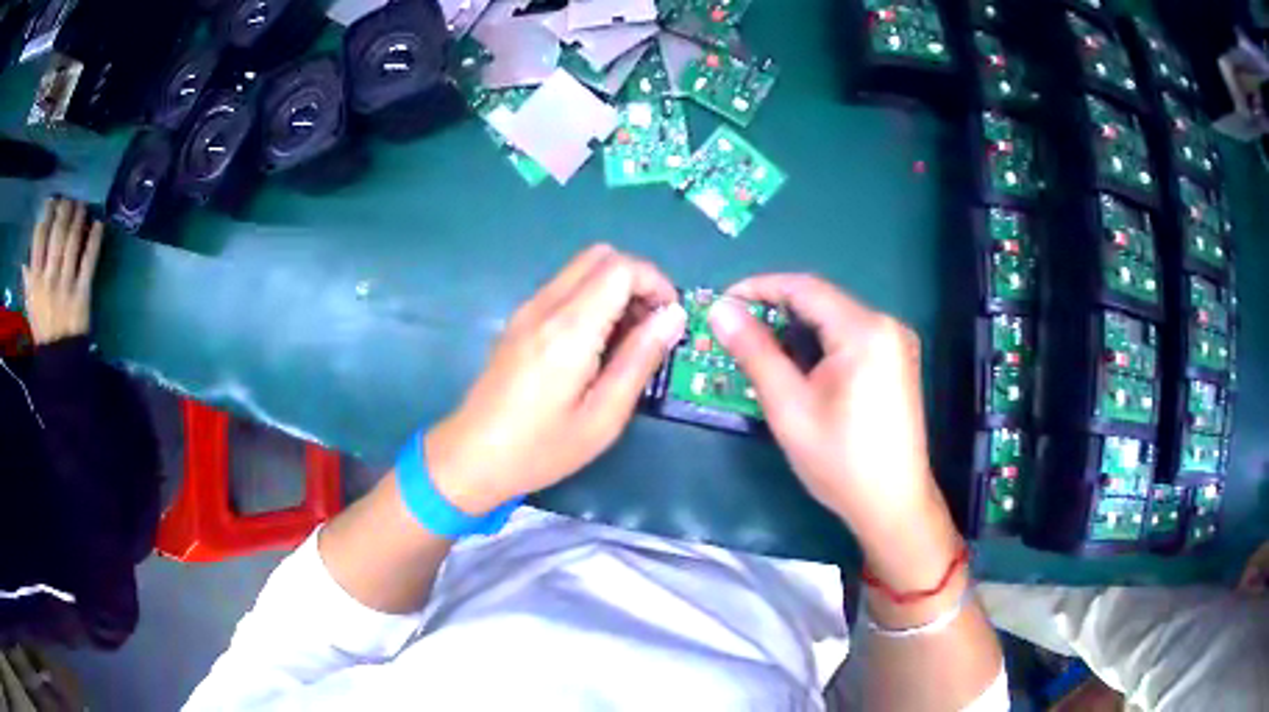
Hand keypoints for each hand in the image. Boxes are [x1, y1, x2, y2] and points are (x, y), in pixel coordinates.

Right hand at [23, 197, 102, 345]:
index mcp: (35, 281)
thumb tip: (25, 257)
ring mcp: (66, 284)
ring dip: (79, 217)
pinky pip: (89, 260)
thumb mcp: (30, 305)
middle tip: (70, 196)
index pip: (39, 238)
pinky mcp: (82, 292)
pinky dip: (95, 239)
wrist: (59, 360)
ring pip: (73, 241)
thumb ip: (28, 281)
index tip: (52, 199)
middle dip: (65, 208)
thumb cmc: (42, 328)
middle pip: (58, 232)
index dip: (47, 213)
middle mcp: (49, 277)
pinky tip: (99, 222)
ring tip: (83, 204)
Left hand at [426, 245, 685, 514]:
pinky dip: (592, 298)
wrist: (472, 456)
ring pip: (582, 268)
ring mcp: (527, 309)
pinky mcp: (519, 320)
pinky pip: (564, 287)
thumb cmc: (541, 448)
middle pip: (601, 256)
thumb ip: (640, 360)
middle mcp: (545, 306)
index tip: (669, 318)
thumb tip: (673, 317)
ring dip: (614, 288)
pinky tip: (596, 344)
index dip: (655, 282)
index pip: (620, 268)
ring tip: (627, 339)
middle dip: (637, 279)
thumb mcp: (603, 417)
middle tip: (651, 325)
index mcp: (569, 330)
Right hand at [709, 274, 959, 588]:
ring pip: (835, 319)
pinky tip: (799, 367)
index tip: (722, 304)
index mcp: (864, 330)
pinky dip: (819, 344)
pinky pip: (851, 337)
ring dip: (796, 329)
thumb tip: (720, 311)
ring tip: (760, 351)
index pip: (804, 287)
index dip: (758, 288)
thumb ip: (755, 352)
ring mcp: (897, 343)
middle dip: (776, 311)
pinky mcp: (897, 362)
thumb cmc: (839, 460)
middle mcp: (886, 325)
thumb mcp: (789, 406)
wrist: (892, 504)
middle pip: (822, 301)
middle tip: (736, 333)